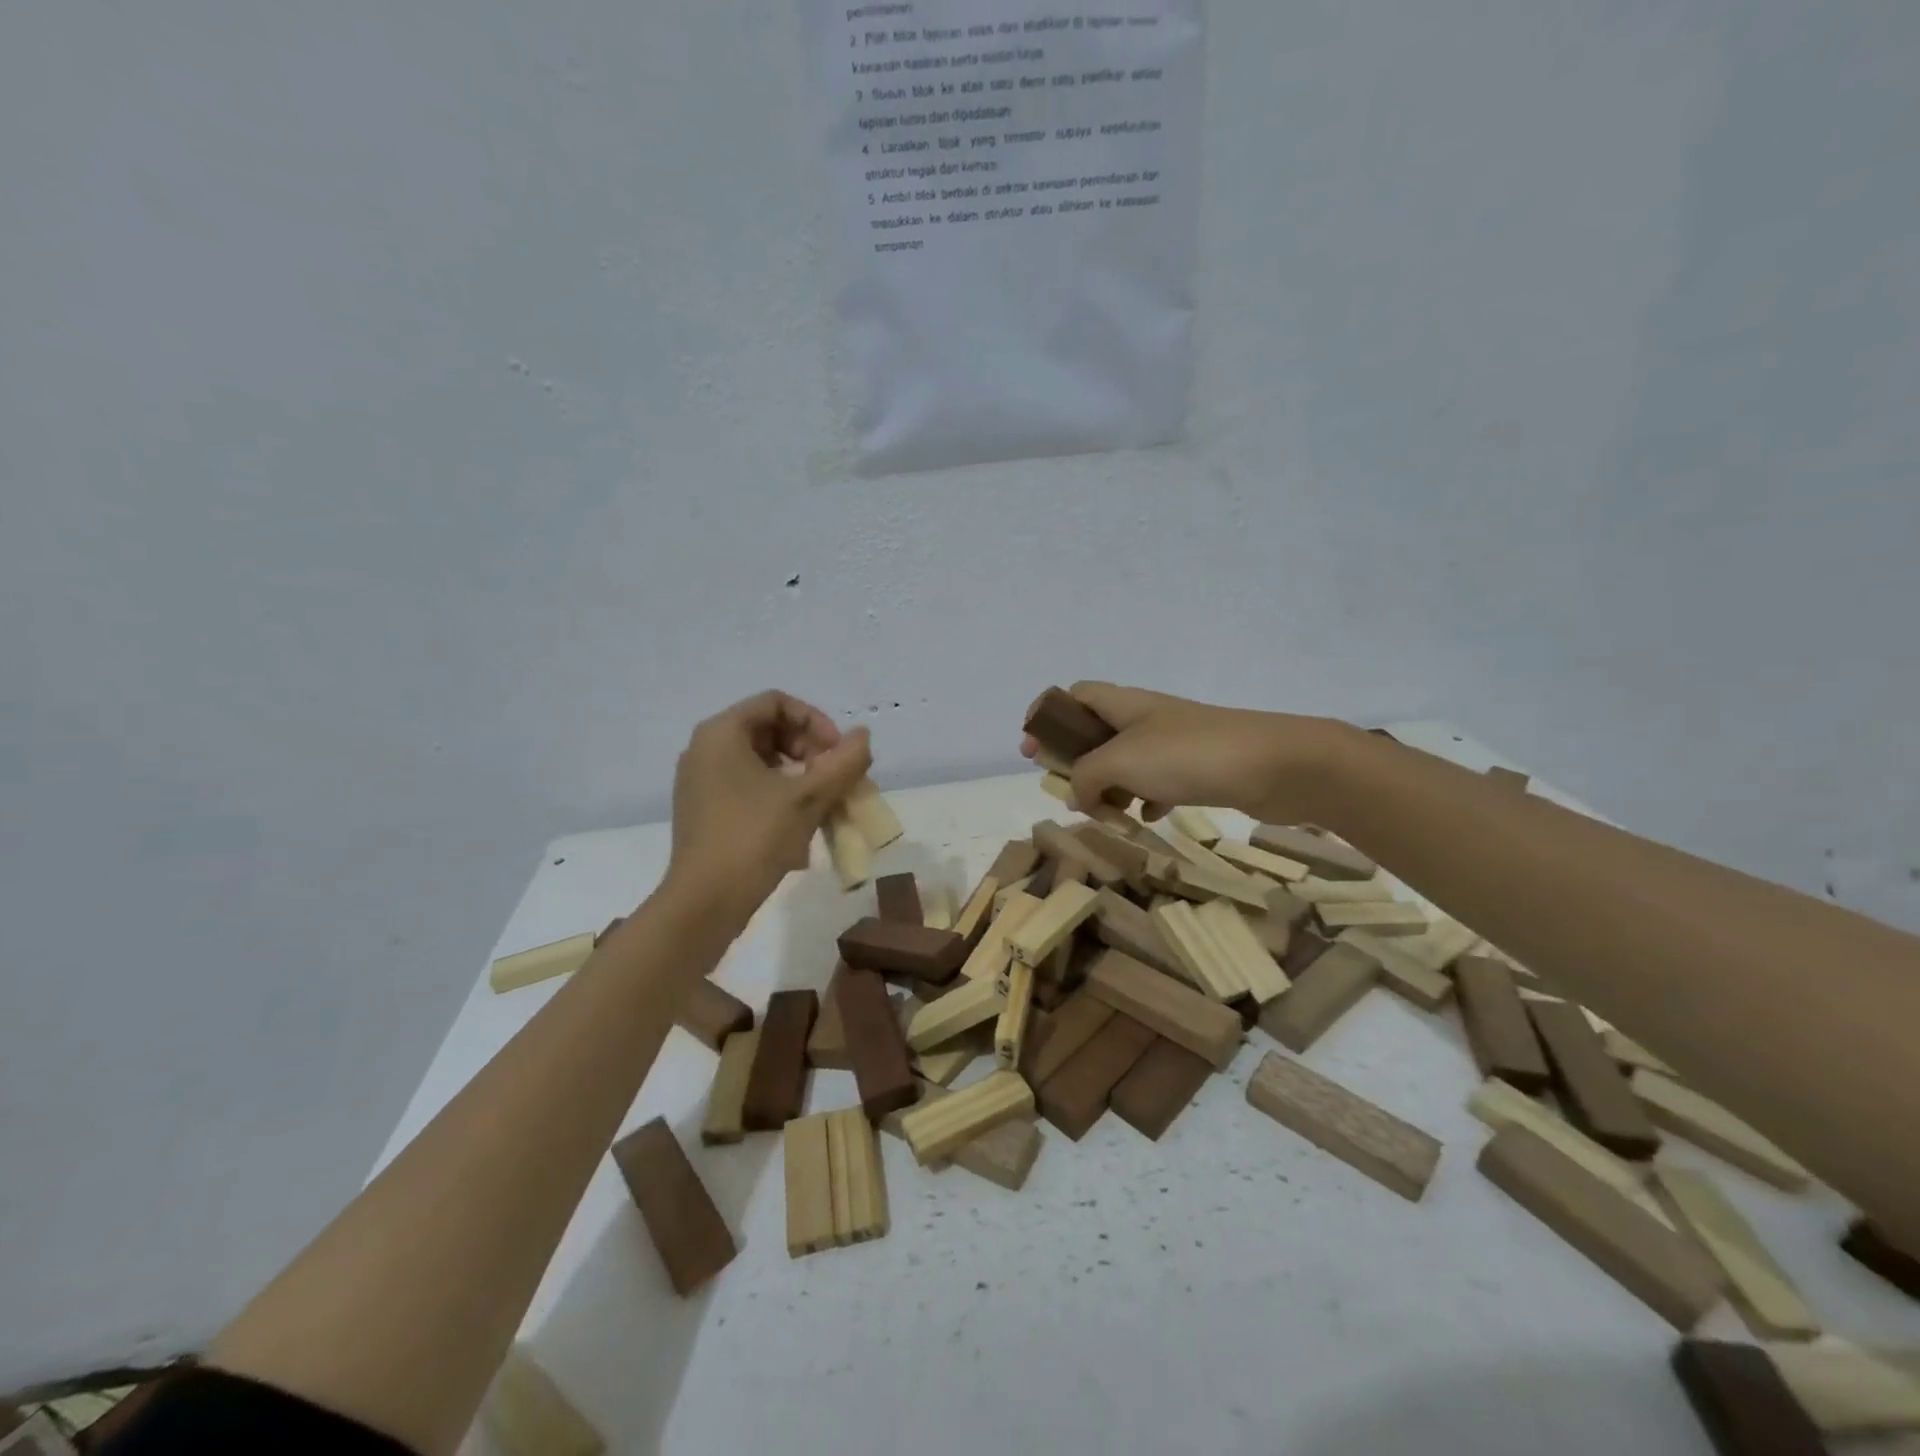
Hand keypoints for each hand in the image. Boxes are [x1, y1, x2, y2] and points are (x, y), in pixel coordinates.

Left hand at [666, 691, 872, 923]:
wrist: (704, 904)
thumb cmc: (754, 839)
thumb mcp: (808, 798)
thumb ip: (843, 762)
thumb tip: (863, 736)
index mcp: (722, 733)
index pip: (777, 703)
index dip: (815, 721)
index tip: (837, 753)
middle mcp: (705, 749)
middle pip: (770, 730)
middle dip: (810, 751)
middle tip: (834, 779)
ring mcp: (701, 782)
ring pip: (763, 762)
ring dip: (800, 777)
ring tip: (824, 805)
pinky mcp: (705, 811)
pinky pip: (749, 788)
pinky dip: (780, 797)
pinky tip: (800, 827)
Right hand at [1020, 681, 1349, 824]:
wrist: (1276, 766)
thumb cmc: (1189, 755)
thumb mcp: (1122, 761)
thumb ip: (1086, 778)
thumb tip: (1079, 797)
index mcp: (1123, 704)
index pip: (1073, 695)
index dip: (1047, 716)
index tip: (1031, 749)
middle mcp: (1145, 718)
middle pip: (1095, 732)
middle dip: (1076, 763)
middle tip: (1067, 791)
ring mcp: (1173, 743)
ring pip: (1125, 762)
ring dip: (1109, 788)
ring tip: (1107, 814)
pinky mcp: (1197, 769)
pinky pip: (1155, 783)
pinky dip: (1144, 800)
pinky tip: (1147, 820)